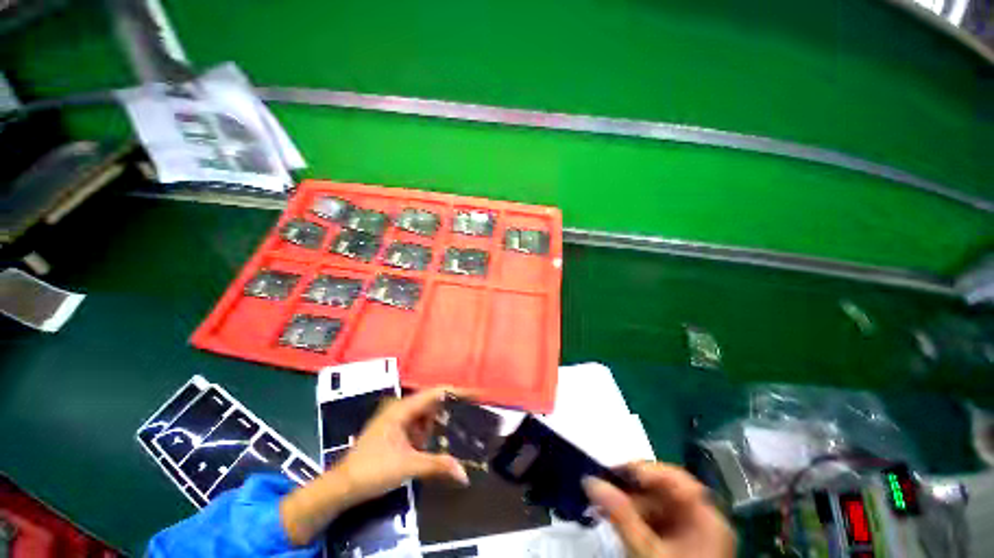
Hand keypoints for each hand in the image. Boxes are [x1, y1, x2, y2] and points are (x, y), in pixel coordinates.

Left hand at [280, 387, 467, 545]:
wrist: (342, 487)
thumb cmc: (372, 470)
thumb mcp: (408, 467)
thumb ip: (437, 465)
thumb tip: (465, 474)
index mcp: (403, 408)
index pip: (436, 393)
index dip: (457, 392)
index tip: (476, 395)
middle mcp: (401, 408)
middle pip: (432, 402)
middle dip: (451, 408)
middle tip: (474, 413)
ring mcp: (397, 419)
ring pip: (426, 415)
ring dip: (440, 422)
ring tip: (462, 427)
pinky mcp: (395, 431)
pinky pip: (418, 425)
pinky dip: (429, 432)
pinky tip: (439, 440)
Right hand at [583, 462, 734, 557]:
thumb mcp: (645, 550)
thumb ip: (620, 515)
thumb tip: (590, 481)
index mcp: (706, 518)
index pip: (675, 478)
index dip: (645, 470)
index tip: (615, 472)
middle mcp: (702, 519)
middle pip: (663, 491)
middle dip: (630, 491)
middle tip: (602, 492)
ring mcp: (692, 532)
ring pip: (656, 505)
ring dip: (628, 505)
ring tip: (604, 510)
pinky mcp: (680, 543)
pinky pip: (656, 520)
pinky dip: (635, 518)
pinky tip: (618, 522)